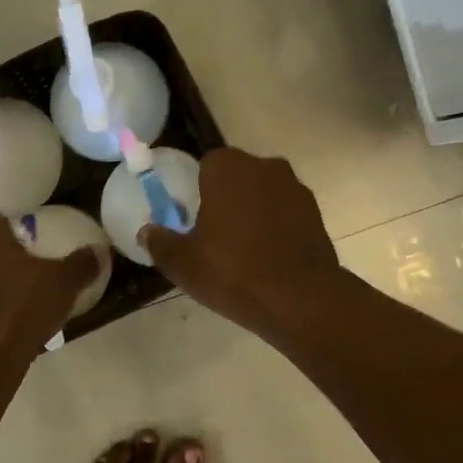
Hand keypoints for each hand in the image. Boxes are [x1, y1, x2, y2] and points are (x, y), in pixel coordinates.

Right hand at [139, 148, 346, 339]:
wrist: (299, 298)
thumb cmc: (232, 271)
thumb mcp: (182, 263)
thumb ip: (159, 242)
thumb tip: (146, 232)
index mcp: (228, 167)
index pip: (206, 165)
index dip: (198, 189)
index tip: (193, 217)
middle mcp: (264, 166)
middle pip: (238, 176)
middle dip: (227, 198)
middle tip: (214, 234)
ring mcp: (295, 188)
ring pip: (264, 193)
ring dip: (254, 211)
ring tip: (243, 249)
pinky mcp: (316, 213)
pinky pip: (286, 213)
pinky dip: (276, 227)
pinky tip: (268, 258)